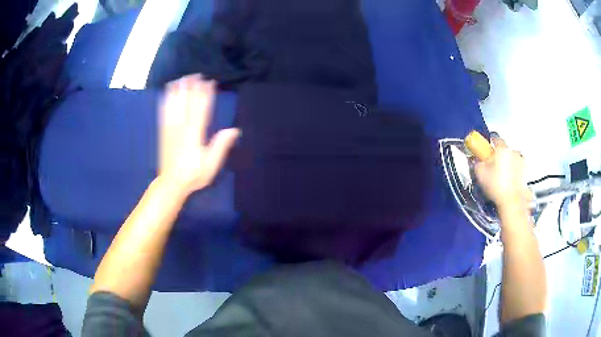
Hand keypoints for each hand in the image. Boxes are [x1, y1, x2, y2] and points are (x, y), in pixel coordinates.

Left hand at [158, 75, 239, 195]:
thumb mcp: (211, 165)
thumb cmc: (193, 175)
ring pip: (174, 104)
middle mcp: (181, 127)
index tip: (209, 82)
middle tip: (197, 74)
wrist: (171, 184)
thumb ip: (221, 146)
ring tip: (182, 78)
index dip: (205, 94)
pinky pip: (164, 113)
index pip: (201, 109)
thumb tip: (234, 130)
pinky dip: (166, 101)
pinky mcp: (163, 132)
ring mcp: (170, 129)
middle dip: (192, 87)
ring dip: (179, 90)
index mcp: (195, 134)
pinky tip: (166, 93)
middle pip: (187, 102)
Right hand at [474, 134, 529, 211]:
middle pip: (504, 149)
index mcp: (502, 148)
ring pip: (512, 158)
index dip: (489, 144)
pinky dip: (513, 172)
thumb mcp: (480, 174)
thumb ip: (477, 162)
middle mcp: (513, 151)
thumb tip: (476, 158)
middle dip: (499, 155)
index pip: (495, 138)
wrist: (512, 202)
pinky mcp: (525, 173)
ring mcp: (521, 162)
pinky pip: (517, 168)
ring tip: (501, 176)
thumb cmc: (496, 185)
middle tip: (492, 166)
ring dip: (507, 163)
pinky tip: (508, 182)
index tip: (485, 152)